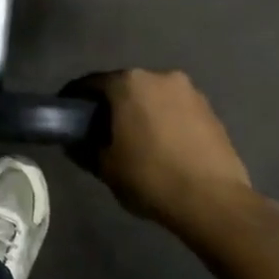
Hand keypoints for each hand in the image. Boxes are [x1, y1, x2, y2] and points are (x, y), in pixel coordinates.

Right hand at [79, 69, 278, 278]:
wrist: (213, 201)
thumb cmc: (150, 178)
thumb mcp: (105, 167)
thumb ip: (84, 148)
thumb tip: (74, 141)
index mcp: (129, 83)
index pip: (91, 83)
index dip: (74, 98)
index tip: (66, 113)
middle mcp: (160, 77)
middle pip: (125, 85)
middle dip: (111, 104)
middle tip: (98, 128)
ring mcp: (190, 92)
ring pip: (153, 96)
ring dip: (140, 111)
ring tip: (133, 139)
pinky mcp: (210, 110)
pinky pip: (175, 109)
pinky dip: (163, 120)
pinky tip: (160, 145)